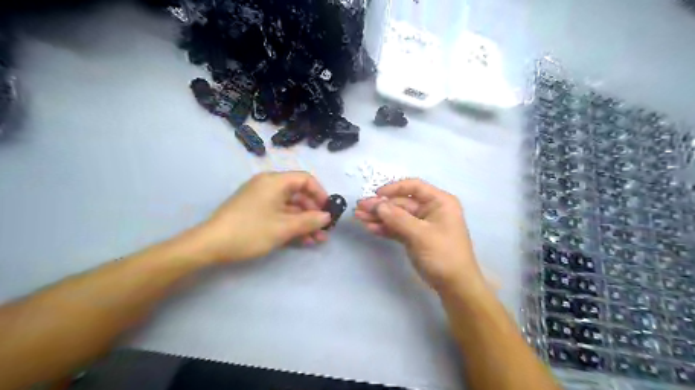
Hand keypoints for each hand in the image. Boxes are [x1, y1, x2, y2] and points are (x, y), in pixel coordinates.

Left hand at [190, 172, 330, 262]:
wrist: (210, 245)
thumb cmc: (250, 231)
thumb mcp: (283, 227)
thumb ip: (309, 221)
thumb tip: (327, 217)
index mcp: (275, 182)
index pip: (305, 179)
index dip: (320, 193)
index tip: (328, 210)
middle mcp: (269, 186)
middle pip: (299, 194)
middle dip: (313, 213)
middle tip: (324, 230)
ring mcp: (261, 199)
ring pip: (290, 207)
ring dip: (304, 222)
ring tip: (317, 239)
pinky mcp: (256, 212)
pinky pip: (279, 214)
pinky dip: (291, 225)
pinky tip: (302, 240)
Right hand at [359, 180, 484, 292]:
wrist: (455, 286)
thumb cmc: (443, 255)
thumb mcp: (420, 234)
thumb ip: (397, 218)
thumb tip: (377, 204)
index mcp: (439, 202)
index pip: (414, 187)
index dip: (394, 188)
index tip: (376, 194)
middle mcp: (431, 209)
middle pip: (402, 202)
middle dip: (381, 205)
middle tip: (359, 207)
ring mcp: (422, 224)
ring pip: (397, 215)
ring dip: (379, 216)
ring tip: (359, 216)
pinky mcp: (415, 237)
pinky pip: (398, 228)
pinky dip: (385, 228)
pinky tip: (370, 227)